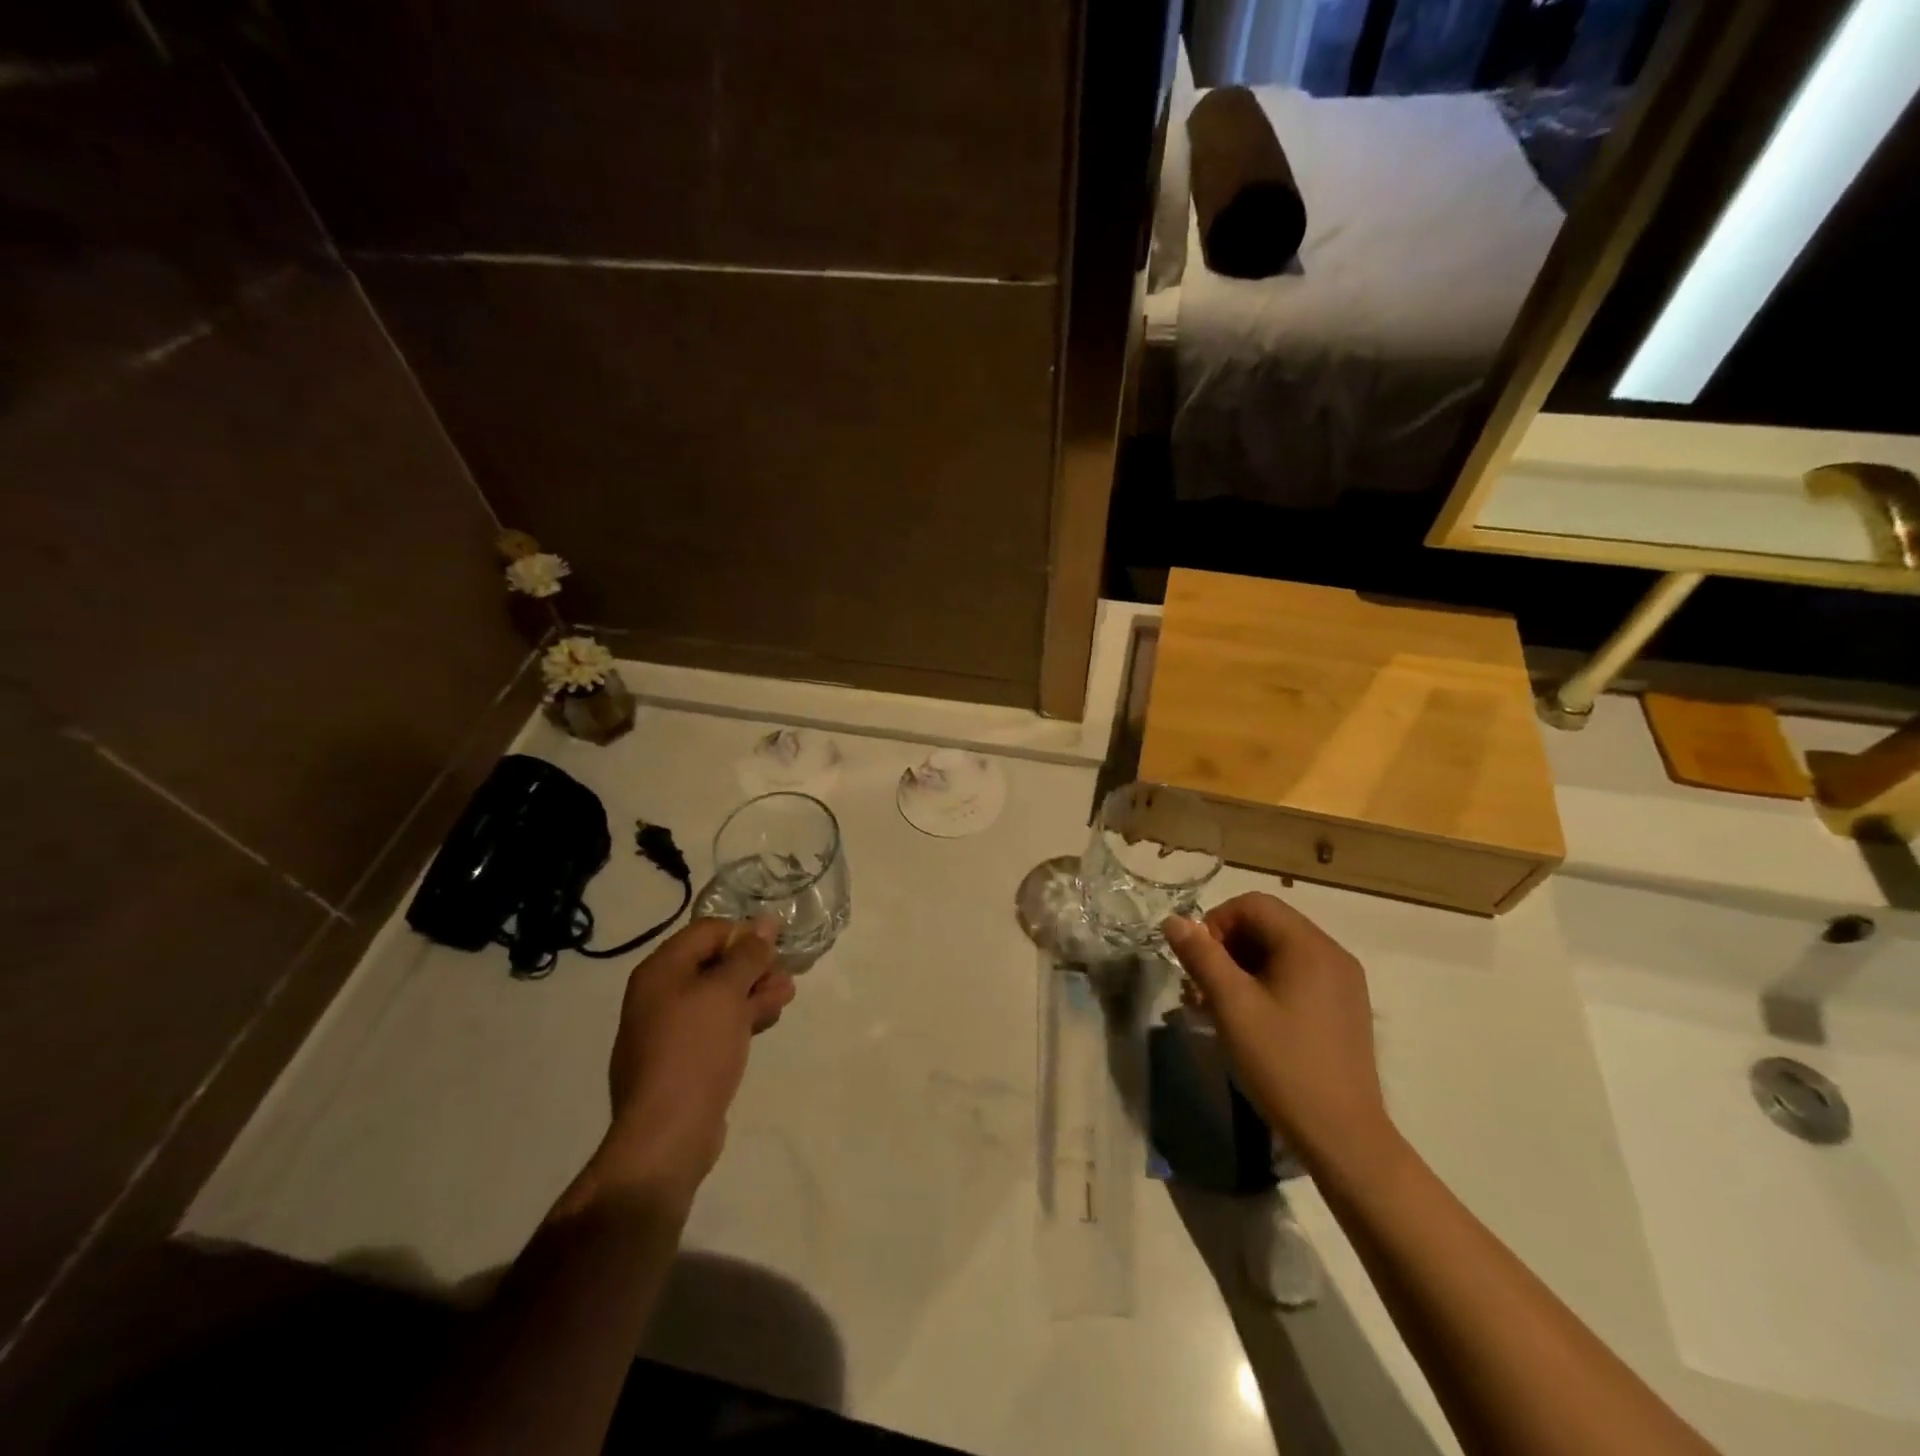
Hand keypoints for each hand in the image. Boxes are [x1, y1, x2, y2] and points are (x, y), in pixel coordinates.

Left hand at [587, 918, 795, 1208]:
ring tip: (785, 998)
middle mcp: (660, 994)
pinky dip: (742, 1018)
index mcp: (661, 971)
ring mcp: (669, 1029)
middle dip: (754, 967)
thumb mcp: (727, 993)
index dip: (743, 934)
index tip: (776, 948)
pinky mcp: (683, 1058)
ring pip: (720, 996)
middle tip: (786, 977)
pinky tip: (767, 1021)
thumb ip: (748, 954)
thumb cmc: (695, 1050)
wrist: (667, 1134)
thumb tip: (765, 921)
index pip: (708, 931)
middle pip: (714, 963)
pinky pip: (716, 1025)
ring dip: (754, 992)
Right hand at [1164, 893, 1390, 1167]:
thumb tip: (1174, 921)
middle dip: (1225, 947)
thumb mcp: (1232, 1006)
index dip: (1215, 922)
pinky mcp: (1344, 1008)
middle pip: (1267, 925)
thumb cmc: (1283, 1064)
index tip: (1196, 961)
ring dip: (1241, 967)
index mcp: (1309, 946)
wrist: (1344, 1136)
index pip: (1252, 905)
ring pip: (1279, 952)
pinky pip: (1296, 975)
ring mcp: (1342, 982)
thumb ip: (1202, 956)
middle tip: (1200, 986)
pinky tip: (1247, 1018)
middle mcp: (1332, 953)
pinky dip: (1265, 983)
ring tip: (1215, 1005)